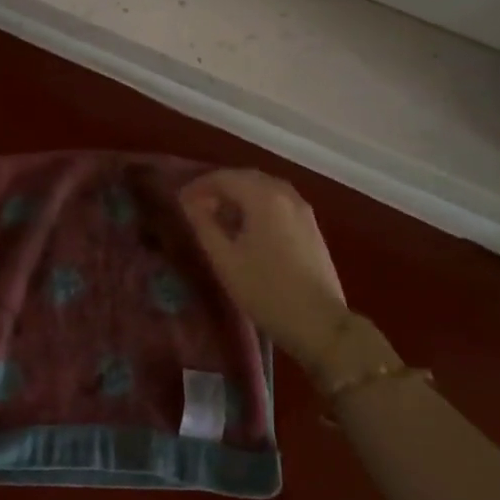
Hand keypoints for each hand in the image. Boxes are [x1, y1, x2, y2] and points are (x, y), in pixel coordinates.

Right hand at [181, 169, 349, 370]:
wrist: (319, 322)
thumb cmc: (265, 291)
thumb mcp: (225, 260)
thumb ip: (204, 225)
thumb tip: (190, 202)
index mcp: (264, 197)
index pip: (225, 178)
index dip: (199, 186)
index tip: (180, 201)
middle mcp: (286, 194)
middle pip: (246, 178)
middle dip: (219, 188)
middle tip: (197, 207)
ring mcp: (303, 209)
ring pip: (264, 190)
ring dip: (239, 197)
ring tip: (219, 218)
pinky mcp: (311, 226)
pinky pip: (278, 203)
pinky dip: (257, 206)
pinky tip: (246, 229)